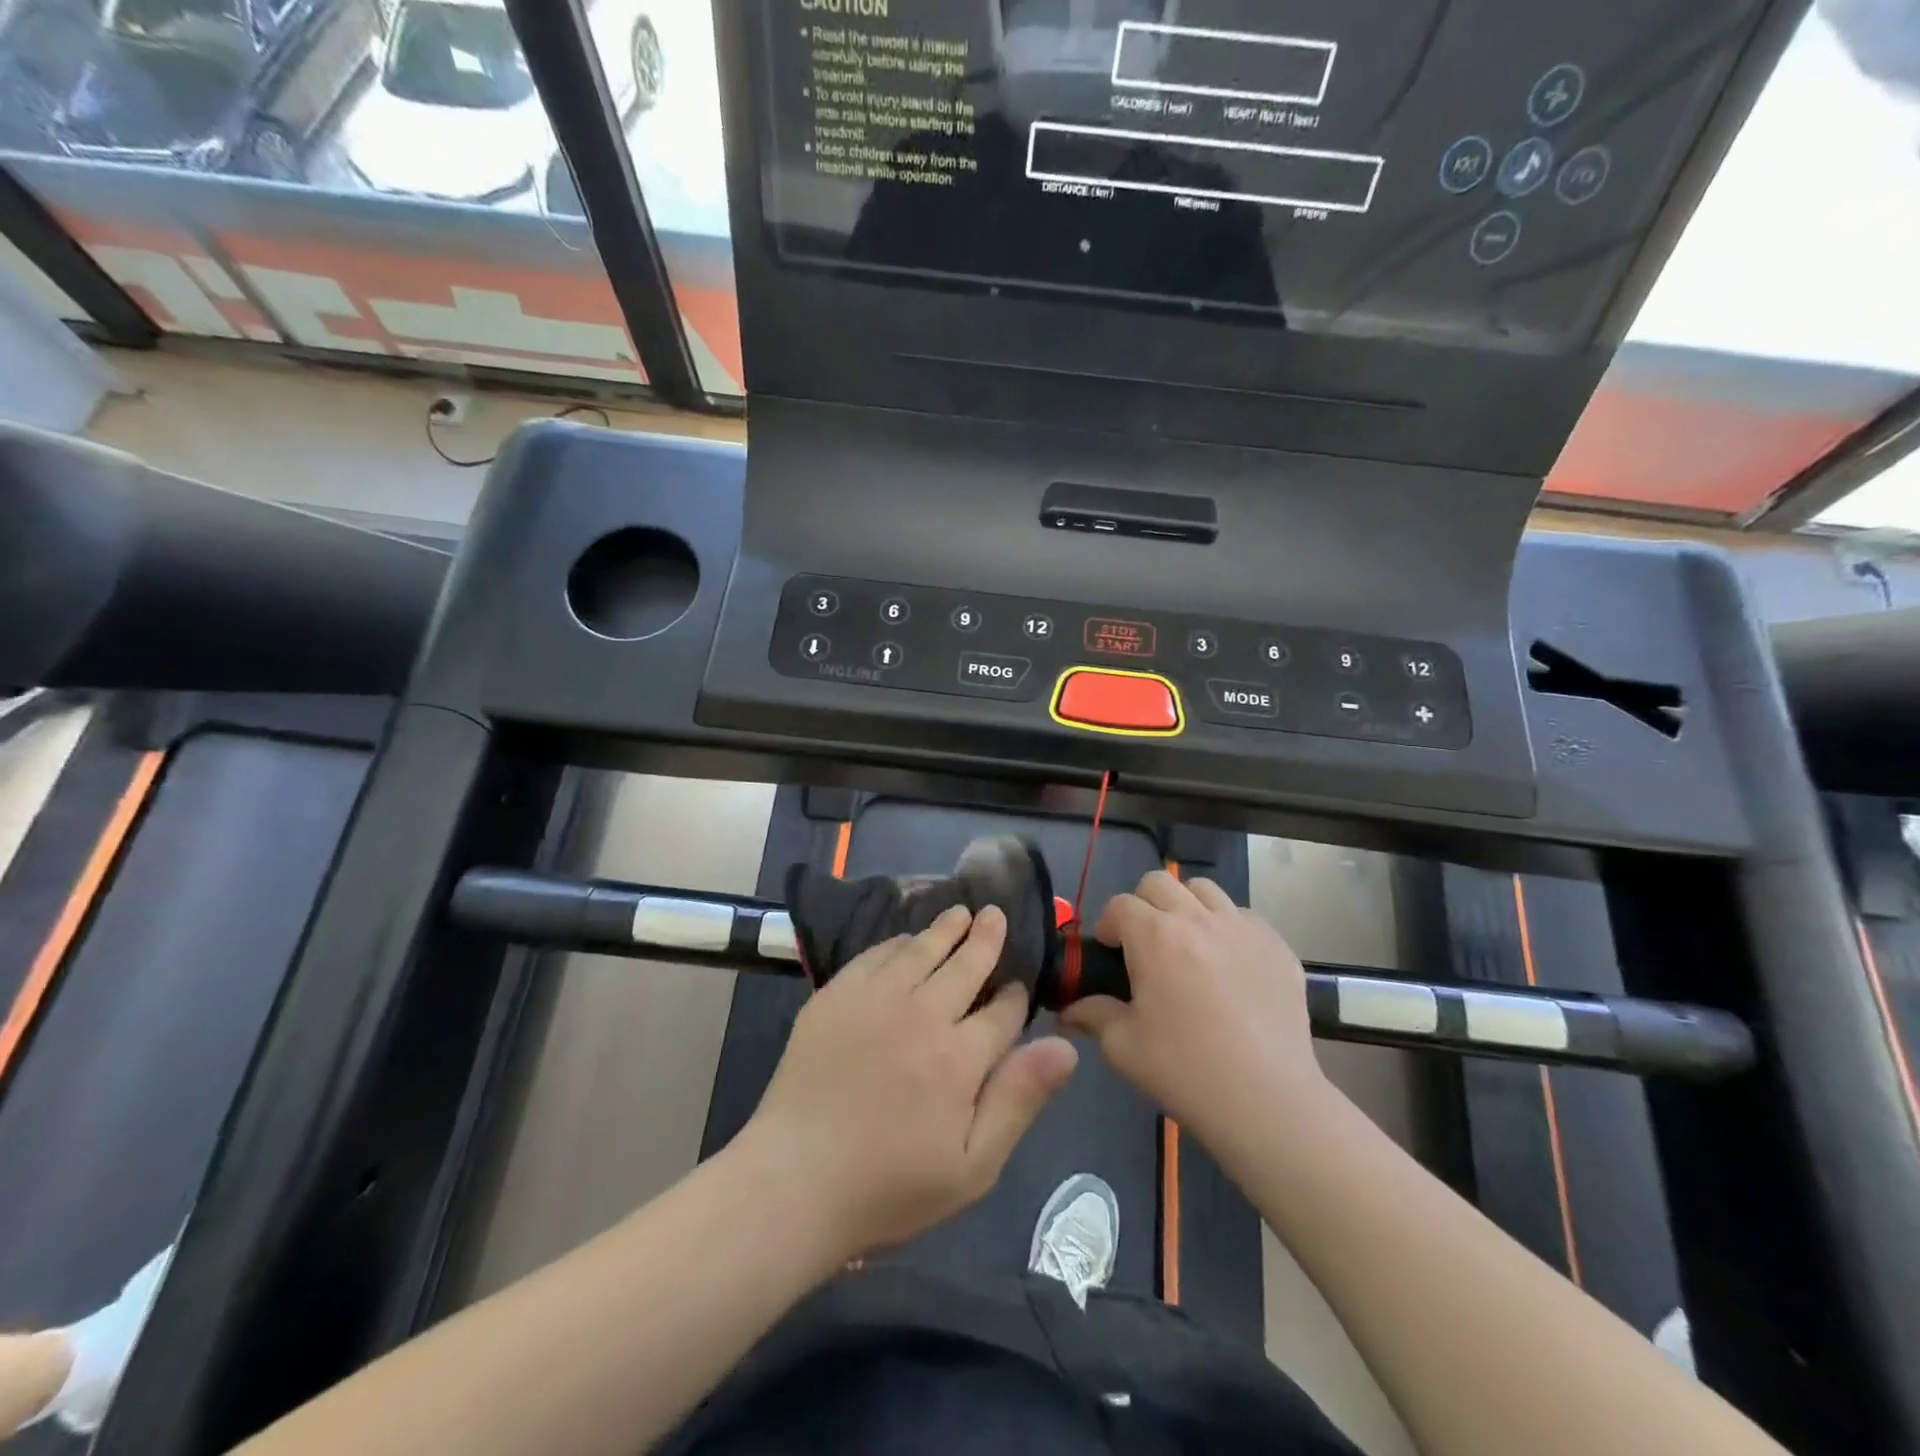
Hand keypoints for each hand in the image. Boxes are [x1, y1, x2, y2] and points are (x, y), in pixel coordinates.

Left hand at [741, 906, 1078, 1263]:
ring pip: (922, 949)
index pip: (1003, 1011)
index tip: (1019, 989)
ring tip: (961, 912)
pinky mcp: (836, 994)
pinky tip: (907, 940)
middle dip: (986, 939)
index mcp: (959, 1056)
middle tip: (995, 915)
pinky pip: (876, 954)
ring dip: (946, 928)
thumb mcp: (972, 1166)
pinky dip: (899, 942)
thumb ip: (1018, 1099)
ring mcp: (875, 997)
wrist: (793, 1181)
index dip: (1016, 996)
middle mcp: (921, 1013)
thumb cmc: (889, 1186)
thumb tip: (1066, 1047)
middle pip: (965, 964)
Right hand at [1064, 871, 1328, 1149]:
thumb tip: (1070, 1007)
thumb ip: (1093, 1015)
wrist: (1267, 1100)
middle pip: (1160, 882)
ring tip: (1188, 945)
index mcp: (1155, 936)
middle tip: (1144, 943)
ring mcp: (1242, 928)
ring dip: (1186, 907)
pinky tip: (1229, 966)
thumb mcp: (1123, 1046)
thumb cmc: (1185, 1070)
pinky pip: (1244, 917)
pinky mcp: (1277, 946)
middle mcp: (1198, 919)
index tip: (1108, 951)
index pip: (1120, 904)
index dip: (1108, 925)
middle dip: (1143, 905)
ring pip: (1204, 890)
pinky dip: (1227, 928)